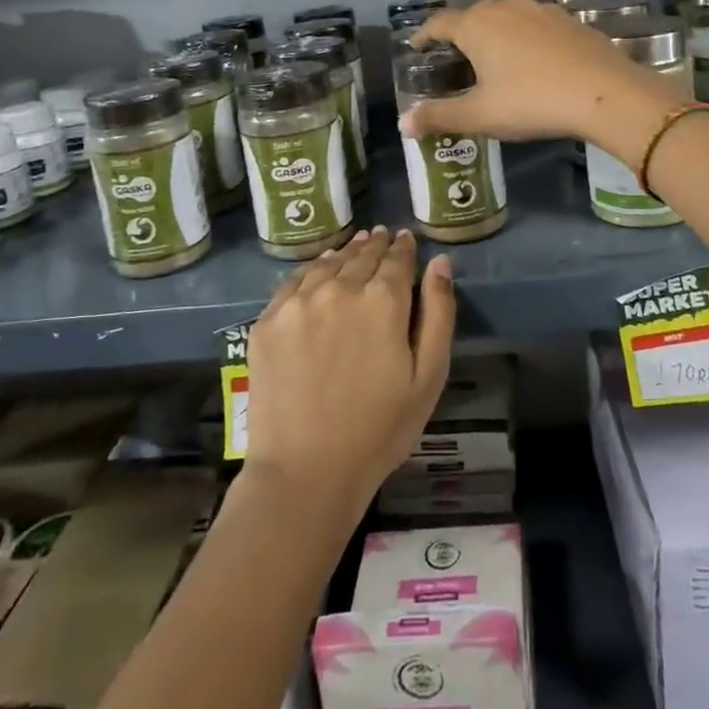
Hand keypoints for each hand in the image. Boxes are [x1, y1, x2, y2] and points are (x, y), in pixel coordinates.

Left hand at [244, 228, 455, 522]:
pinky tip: (319, 270)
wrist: (304, 472)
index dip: (404, 247)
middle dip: (376, 245)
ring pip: (328, 263)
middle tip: (382, 236)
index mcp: (382, 300)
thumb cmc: (379, 430)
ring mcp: (298, 302)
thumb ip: (438, 313)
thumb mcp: (428, 376)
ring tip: (355, 246)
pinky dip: (313, 269)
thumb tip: (440, 263)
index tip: (406, 238)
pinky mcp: (268, 320)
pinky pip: (294, 281)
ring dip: (346, 252)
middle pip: (362, 255)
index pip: (397, 259)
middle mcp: (339, 288)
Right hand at [404, 0, 686, 156]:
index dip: (424, 35)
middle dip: (459, 33)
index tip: (416, 48)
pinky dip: (523, 36)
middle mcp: (504, 7)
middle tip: (454, 59)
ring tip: (492, 57)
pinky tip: (532, 58)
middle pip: (473, 15)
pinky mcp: (567, 19)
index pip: (439, 23)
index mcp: (477, 25)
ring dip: (493, 32)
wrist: (604, 92)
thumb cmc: (532, 101)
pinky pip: (533, 23)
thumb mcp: (481, 115)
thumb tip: (403, 124)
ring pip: (505, 15)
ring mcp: (539, 9)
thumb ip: (440, 117)